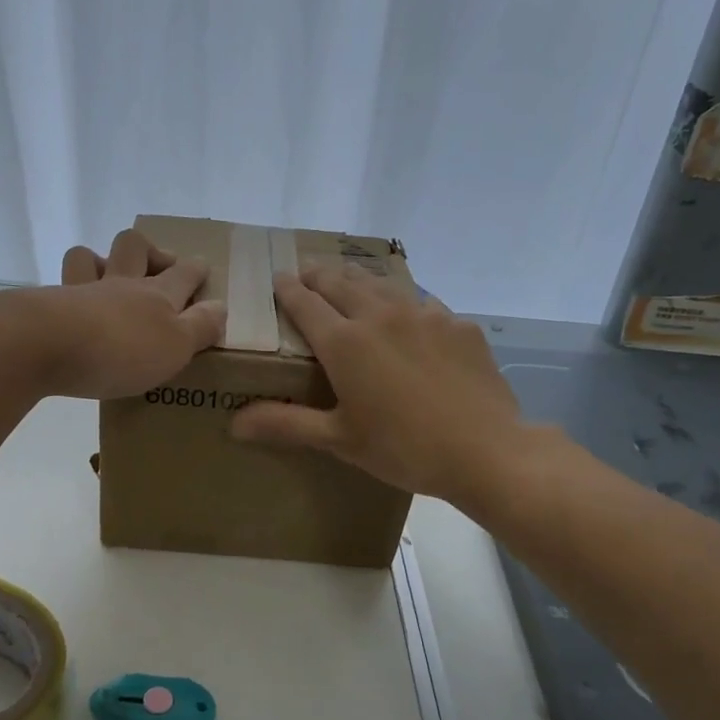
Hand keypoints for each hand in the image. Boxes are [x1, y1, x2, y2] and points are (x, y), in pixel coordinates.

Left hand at [23, 229, 226, 399]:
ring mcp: (80, 291)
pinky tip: (71, 309)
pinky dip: (69, 293)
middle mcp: (120, 284)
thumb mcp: (176, 346)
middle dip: (149, 251)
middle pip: (134, 247)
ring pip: (89, 257)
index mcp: (157, 295)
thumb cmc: (121, 350)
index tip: (202, 268)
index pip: (184, 274)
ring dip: (101, 261)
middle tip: (158, 267)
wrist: (45, 345)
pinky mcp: (48, 307)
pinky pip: (60, 287)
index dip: (196, 269)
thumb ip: (200, 327)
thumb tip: (220, 307)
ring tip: (107, 279)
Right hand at [232, 265, 530, 503]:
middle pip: (342, 283)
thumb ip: (286, 423)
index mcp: (345, 342)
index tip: (278, 278)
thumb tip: (234, 424)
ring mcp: (425, 315)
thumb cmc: (403, 449)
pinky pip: (424, 303)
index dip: (288, 289)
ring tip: (350, 279)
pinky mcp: (459, 324)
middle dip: (320, 274)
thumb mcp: (339, 440)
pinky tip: (410, 316)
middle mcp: (381, 316)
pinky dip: (406, 303)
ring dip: (360, 279)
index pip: (305, 303)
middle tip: (307, 269)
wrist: (486, 450)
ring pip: (383, 285)